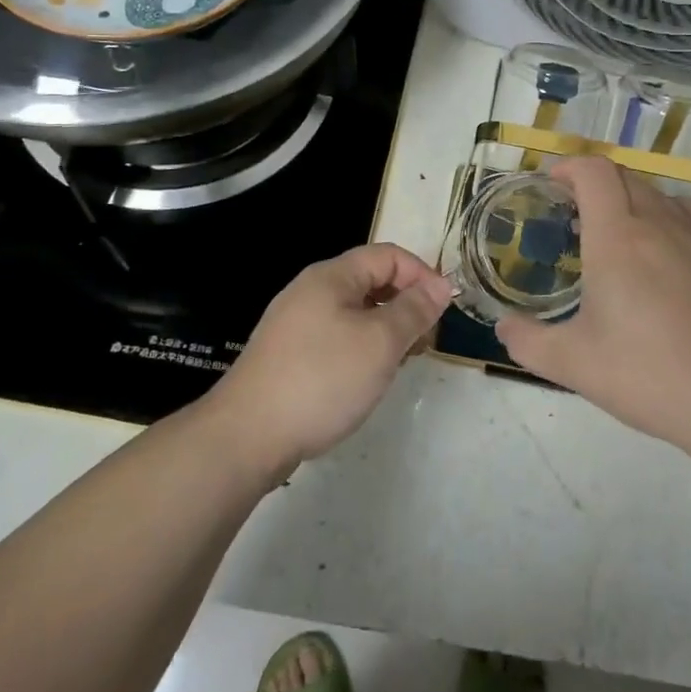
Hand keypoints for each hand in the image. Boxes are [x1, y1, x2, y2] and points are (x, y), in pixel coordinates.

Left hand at [208, 243, 452, 480]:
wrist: (246, 436)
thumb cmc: (322, 379)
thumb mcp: (380, 342)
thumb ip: (414, 310)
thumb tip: (442, 285)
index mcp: (332, 276)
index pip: (388, 255)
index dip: (421, 274)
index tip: (443, 309)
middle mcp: (311, 291)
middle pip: (370, 282)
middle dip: (405, 305)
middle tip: (424, 342)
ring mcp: (294, 324)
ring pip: (354, 313)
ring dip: (384, 331)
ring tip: (399, 365)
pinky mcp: (287, 355)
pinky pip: (335, 338)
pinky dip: (360, 349)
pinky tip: (365, 380)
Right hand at [495, 157, 690, 457]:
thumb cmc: (649, 374)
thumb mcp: (574, 365)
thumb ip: (528, 342)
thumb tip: (504, 327)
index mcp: (616, 238)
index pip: (594, 172)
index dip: (570, 167)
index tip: (552, 184)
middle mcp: (657, 223)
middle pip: (624, 177)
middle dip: (594, 183)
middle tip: (574, 213)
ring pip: (657, 193)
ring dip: (630, 198)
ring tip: (618, 229)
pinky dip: (671, 212)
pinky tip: (669, 240)